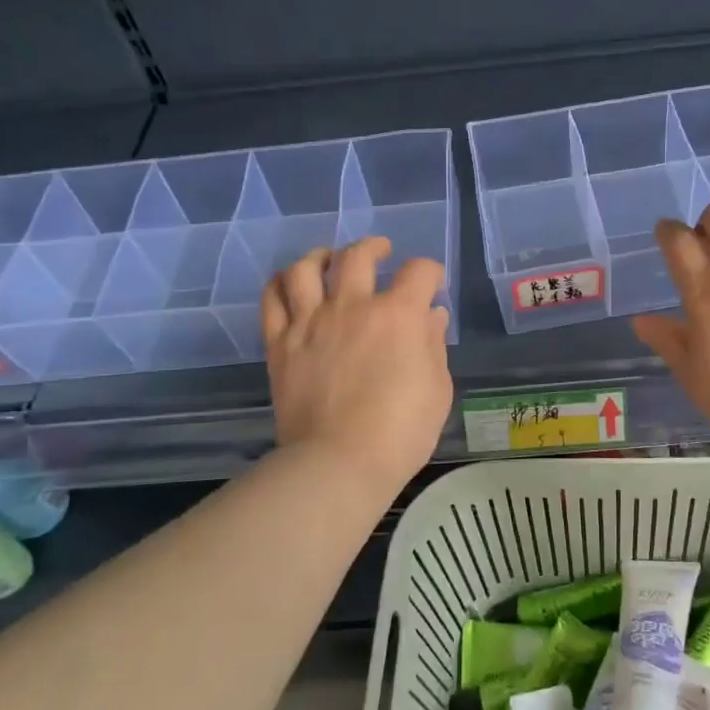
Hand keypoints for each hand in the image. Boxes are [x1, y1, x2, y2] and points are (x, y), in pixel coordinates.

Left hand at [263, 237, 452, 498]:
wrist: (339, 462)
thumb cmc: (401, 431)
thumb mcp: (437, 389)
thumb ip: (433, 345)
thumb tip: (432, 316)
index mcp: (399, 315)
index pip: (419, 272)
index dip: (430, 272)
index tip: (432, 284)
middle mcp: (353, 306)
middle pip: (359, 255)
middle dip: (375, 247)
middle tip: (381, 252)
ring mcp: (311, 322)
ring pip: (307, 267)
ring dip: (321, 256)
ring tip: (329, 259)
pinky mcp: (280, 343)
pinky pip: (272, 299)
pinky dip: (281, 284)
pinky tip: (290, 284)